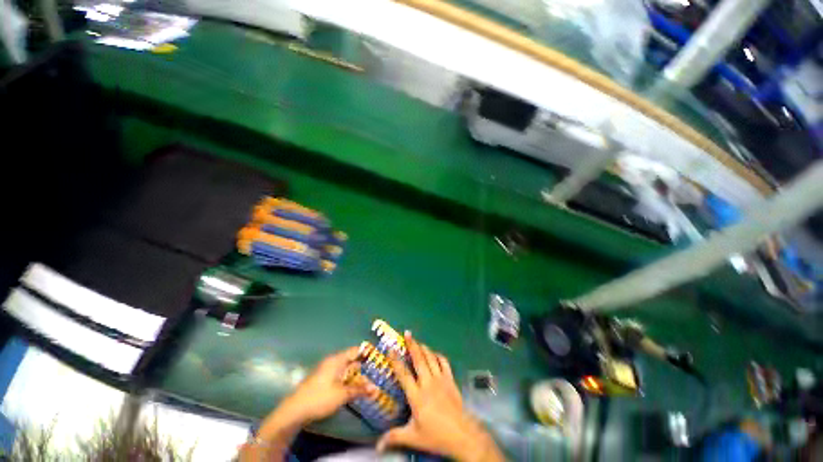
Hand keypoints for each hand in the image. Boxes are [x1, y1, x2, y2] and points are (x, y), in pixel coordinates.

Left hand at [241, 348, 373, 461]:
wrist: (294, 411)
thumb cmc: (319, 398)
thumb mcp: (342, 395)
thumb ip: (359, 390)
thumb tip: (376, 389)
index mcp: (336, 360)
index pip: (355, 350)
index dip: (366, 352)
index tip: (378, 356)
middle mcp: (332, 362)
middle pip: (351, 360)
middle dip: (363, 366)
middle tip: (377, 372)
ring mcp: (326, 371)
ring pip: (346, 369)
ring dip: (356, 375)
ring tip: (369, 381)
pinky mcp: (323, 381)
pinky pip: (340, 376)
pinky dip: (348, 380)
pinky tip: (354, 388)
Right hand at [377, 333, 504, 461]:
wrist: (462, 435)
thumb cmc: (435, 435)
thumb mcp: (413, 437)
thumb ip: (394, 437)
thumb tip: (377, 446)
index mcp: (417, 396)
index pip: (404, 374)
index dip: (396, 360)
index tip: (391, 348)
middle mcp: (428, 383)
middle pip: (419, 359)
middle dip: (412, 345)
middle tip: (407, 333)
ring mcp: (441, 379)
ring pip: (431, 358)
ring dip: (423, 347)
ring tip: (417, 341)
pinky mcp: (450, 380)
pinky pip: (444, 362)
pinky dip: (438, 355)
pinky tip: (434, 354)